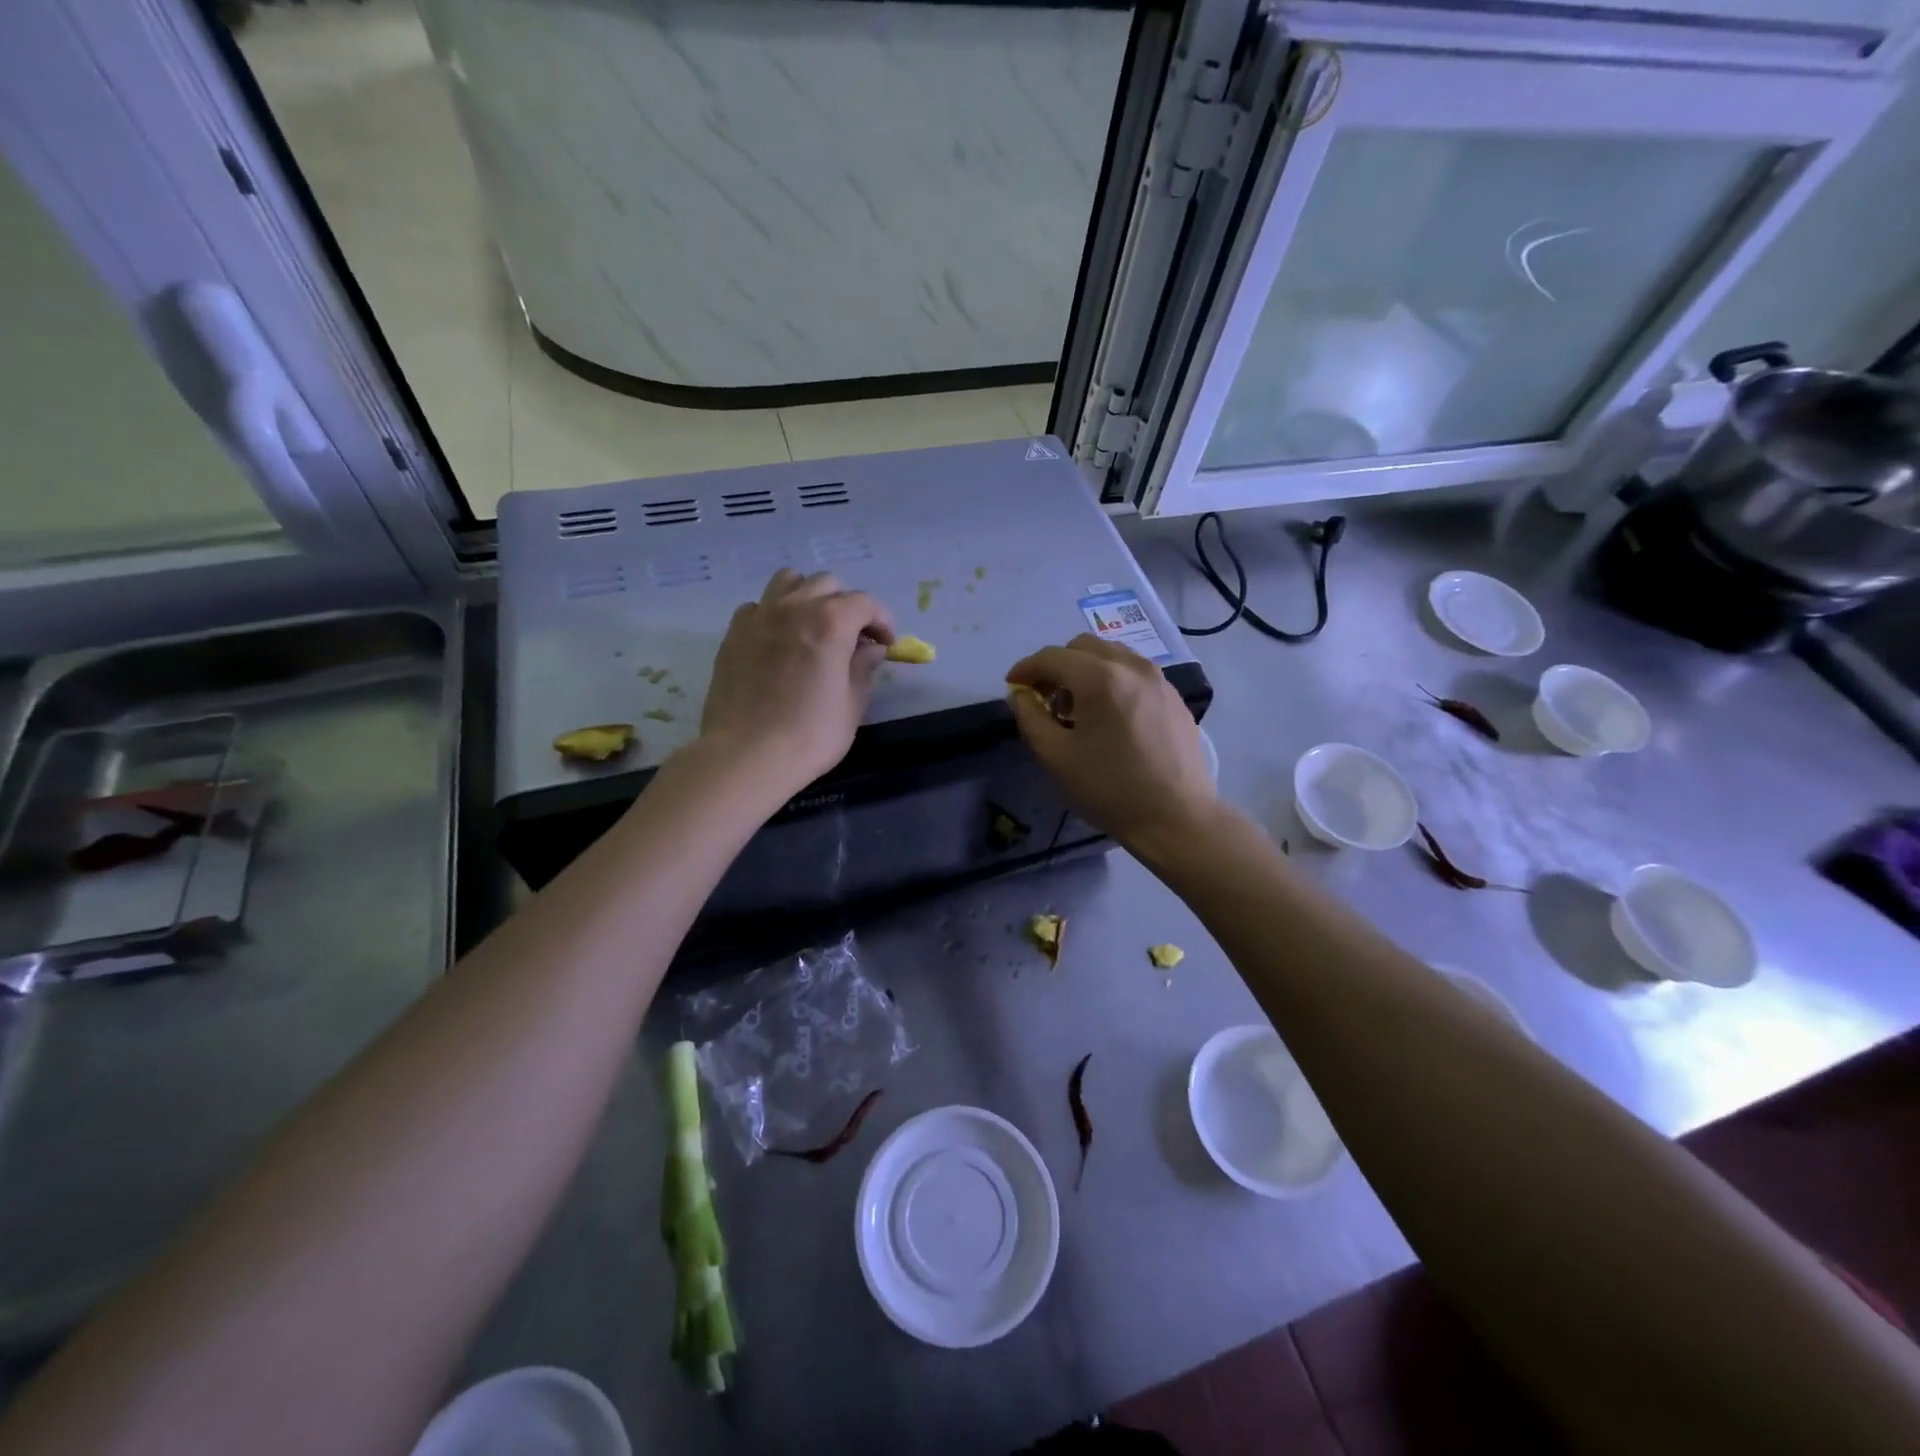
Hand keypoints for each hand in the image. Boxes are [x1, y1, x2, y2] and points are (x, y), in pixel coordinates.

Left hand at [700, 569, 893, 795]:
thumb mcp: (851, 706)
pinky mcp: (734, 633)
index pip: (865, 603)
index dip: (882, 621)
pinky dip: (775, 613)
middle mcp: (794, 607)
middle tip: (853, 638)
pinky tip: (779, 641)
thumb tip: (870, 649)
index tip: (886, 644)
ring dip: (808, 597)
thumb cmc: (809, 736)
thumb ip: (863, 668)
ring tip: (814, 627)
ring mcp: (759, 616)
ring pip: (788, 582)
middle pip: (827, 585)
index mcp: (830, 623)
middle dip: (846, 606)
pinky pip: (758, 606)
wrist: (745, 755)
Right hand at [1004, 634, 1216, 851]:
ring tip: (1077, 708)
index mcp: (1100, 678)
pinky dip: (1112, 679)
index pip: (1052, 656)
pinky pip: (1134, 672)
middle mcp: (1132, 666)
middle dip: (1057, 665)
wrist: (1176, 818)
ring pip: (1112, 655)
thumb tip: (1020, 695)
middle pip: (1083, 646)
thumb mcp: (1056, 757)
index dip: (1026, 668)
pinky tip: (1108, 716)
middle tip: (1044, 698)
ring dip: (1085, 670)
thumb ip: (1030, 718)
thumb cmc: (1110, 789)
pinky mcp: (1174, 697)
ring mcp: (1158, 679)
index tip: (1012, 686)